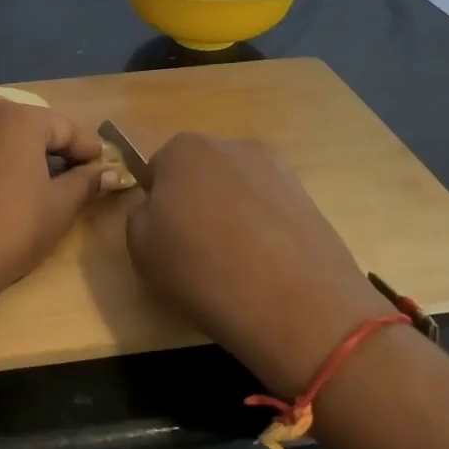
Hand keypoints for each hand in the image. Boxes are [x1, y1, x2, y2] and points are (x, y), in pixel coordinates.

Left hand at [0, 94, 118, 302]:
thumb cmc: (14, 231)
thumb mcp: (60, 207)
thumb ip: (86, 183)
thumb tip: (109, 172)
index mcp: (18, 120)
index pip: (64, 128)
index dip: (87, 149)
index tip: (102, 168)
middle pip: (20, 117)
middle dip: (45, 137)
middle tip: (64, 168)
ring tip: (14, 153)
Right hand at [125, 133, 393, 397]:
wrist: (294, 303)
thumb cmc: (202, 271)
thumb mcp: (141, 250)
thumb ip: (140, 216)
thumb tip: (159, 208)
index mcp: (183, 149)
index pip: (157, 171)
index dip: (158, 207)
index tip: (165, 239)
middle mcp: (230, 146)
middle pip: (200, 174)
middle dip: (196, 204)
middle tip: (196, 251)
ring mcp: (276, 168)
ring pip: (236, 190)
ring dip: (231, 215)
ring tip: (235, 263)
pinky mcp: (307, 196)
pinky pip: (268, 208)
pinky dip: (262, 228)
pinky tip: (264, 265)